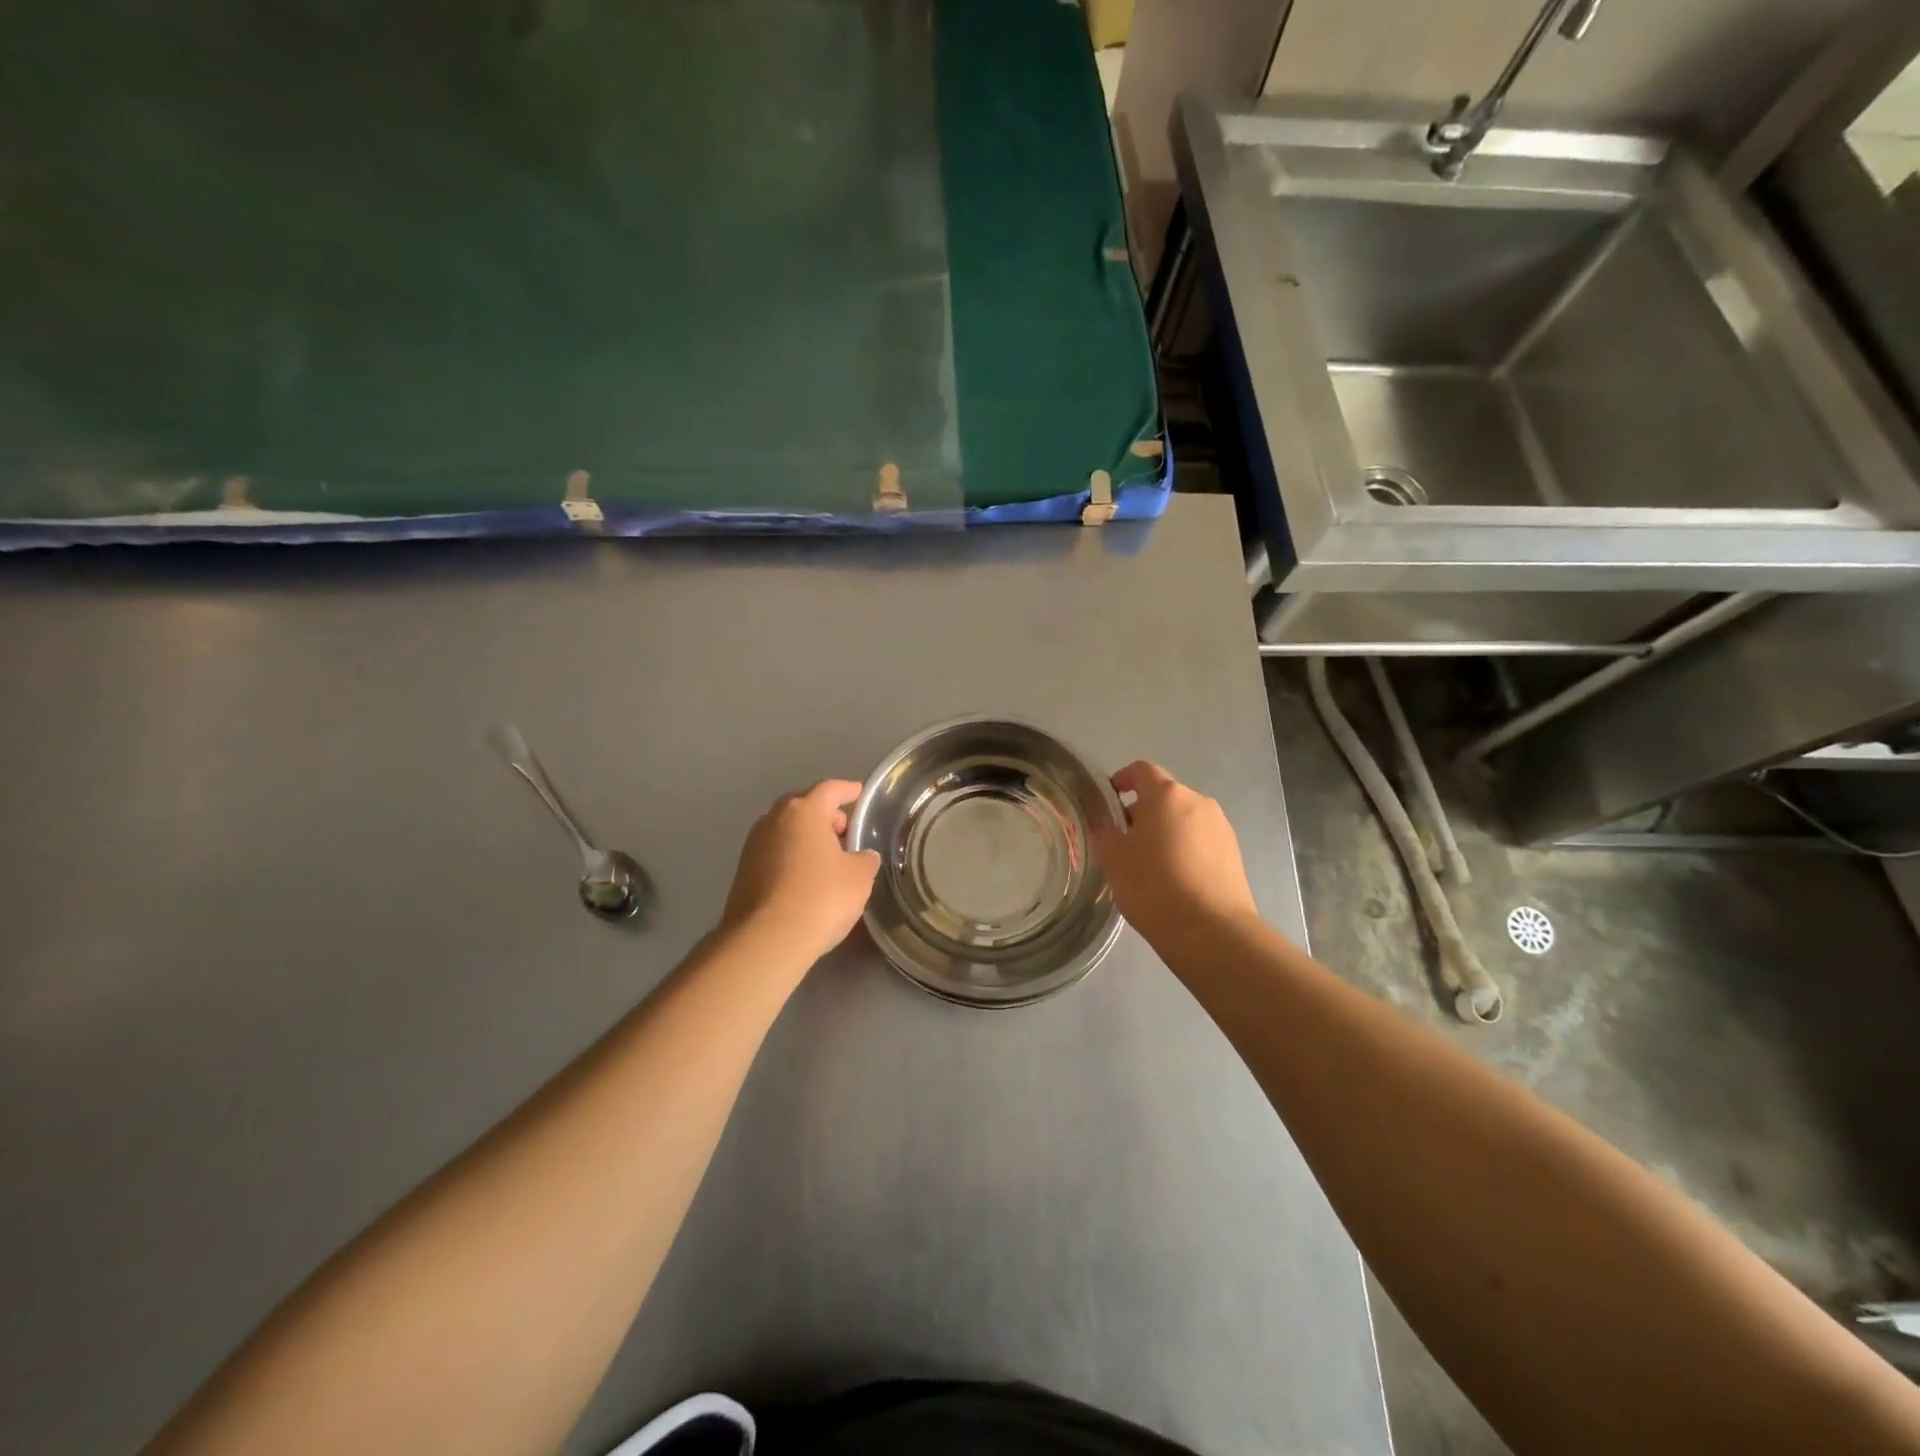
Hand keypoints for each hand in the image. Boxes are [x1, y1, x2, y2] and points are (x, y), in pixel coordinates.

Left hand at [721, 779, 880, 964]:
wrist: (766, 940)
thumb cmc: (820, 898)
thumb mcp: (859, 877)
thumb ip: (864, 859)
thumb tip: (862, 856)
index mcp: (804, 811)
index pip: (830, 789)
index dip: (847, 790)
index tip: (859, 793)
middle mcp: (774, 820)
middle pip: (803, 807)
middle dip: (824, 816)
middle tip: (844, 833)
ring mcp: (753, 846)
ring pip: (785, 831)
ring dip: (805, 838)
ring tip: (826, 859)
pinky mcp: (742, 872)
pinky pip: (774, 854)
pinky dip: (790, 858)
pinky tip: (804, 880)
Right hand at [1090, 761, 1259, 950]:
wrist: (1211, 932)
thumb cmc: (1153, 886)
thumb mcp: (1113, 858)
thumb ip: (1104, 831)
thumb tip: (1105, 820)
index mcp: (1166, 795)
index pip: (1141, 770)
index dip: (1122, 780)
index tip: (1109, 800)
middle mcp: (1198, 802)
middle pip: (1164, 796)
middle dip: (1143, 812)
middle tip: (1124, 842)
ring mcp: (1221, 828)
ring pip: (1184, 820)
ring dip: (1166, 832)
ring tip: (1150, 865)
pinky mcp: (1234, 853)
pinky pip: (1201, 841)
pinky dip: (1185, 850)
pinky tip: (1175, 880)